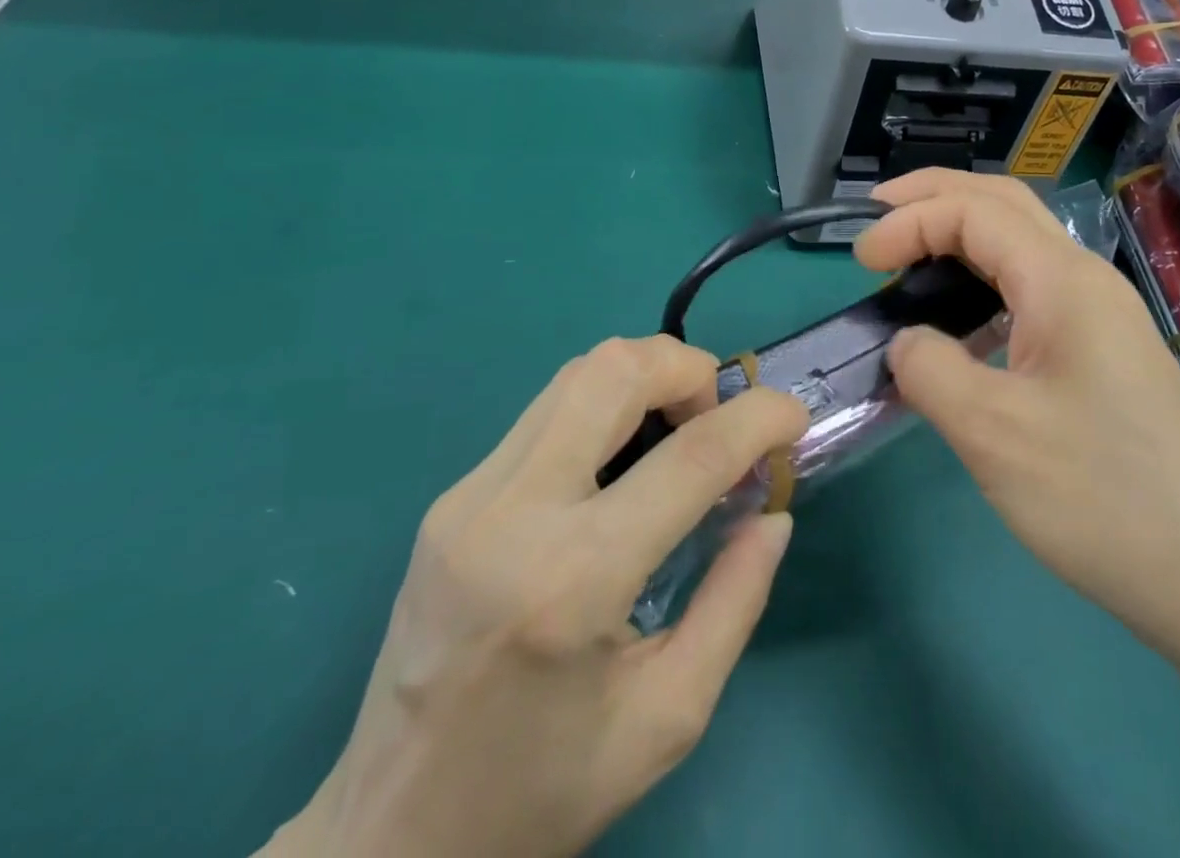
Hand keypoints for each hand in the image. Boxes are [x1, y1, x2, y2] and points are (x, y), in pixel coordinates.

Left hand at [263, 336, 808, 857]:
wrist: (385, 843)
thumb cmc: (541, 793)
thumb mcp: (669, 717)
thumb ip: (736, 600)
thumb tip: (772, 513)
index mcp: (574, 581)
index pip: (690, 456)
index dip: (759, 418)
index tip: (794, 416)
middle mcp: (514, 513)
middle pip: (616, 371)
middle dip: (691, 369)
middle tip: (721, 418)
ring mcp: (470, 496)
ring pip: (578, 373)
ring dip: (648, 376)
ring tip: (680, 428)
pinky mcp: (452, 496)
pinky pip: (549, 409)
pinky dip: (608, 404)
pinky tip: (625, 457)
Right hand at [855, 170, 1179, 655]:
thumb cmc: (1102, 499)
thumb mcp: (994, 434)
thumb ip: (931, 370)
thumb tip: (906, 342)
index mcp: (1063, 282)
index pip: (974, 212)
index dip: (909, 222)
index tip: (858, 261)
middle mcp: (1085, 280)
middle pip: (1003, 203)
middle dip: (935, 196)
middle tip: (877, 215)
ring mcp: (1100, 314)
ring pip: (1020, 243)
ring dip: (961, 234)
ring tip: (909, 256)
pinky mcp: (1102, 351)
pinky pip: (1032, 290)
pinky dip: (984, 282)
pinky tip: (959, 325)